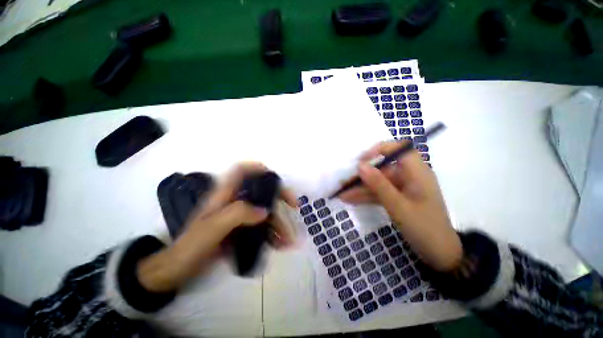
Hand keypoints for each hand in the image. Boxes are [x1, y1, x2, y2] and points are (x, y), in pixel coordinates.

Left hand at [138, 163, 296, 291]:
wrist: (177, 272)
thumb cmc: (191, 247)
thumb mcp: (212, 228)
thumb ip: (238, 214)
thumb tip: (264, 211)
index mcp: (224, 195)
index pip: (241, 171)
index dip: (258, 168)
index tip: (274, 177)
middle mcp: (233, 202)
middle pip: (260, 191)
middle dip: (279, 197)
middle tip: (294, 207)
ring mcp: (238, 217)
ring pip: (264, 212)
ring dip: (279, 222)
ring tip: (288, 240)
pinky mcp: (240, 230)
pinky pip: (261, 227)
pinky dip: (272, 234)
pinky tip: (280, 245)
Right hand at [339, 142, 461, 271]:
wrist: (439, 254)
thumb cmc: (424, 228)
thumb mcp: (398, 206)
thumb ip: (379, 184)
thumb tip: (360, 165)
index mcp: (417, 172)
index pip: (398, 149)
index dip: (378, 150)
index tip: (361, 161)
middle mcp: (409, 176)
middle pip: (382, 169)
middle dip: (362, 176)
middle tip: (344, 182)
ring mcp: (402, 188)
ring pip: (378, 183)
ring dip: (360, 188)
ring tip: (342, 193)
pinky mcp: (396, 198)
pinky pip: (379, 193)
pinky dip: (366, 196)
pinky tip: (350, 199)